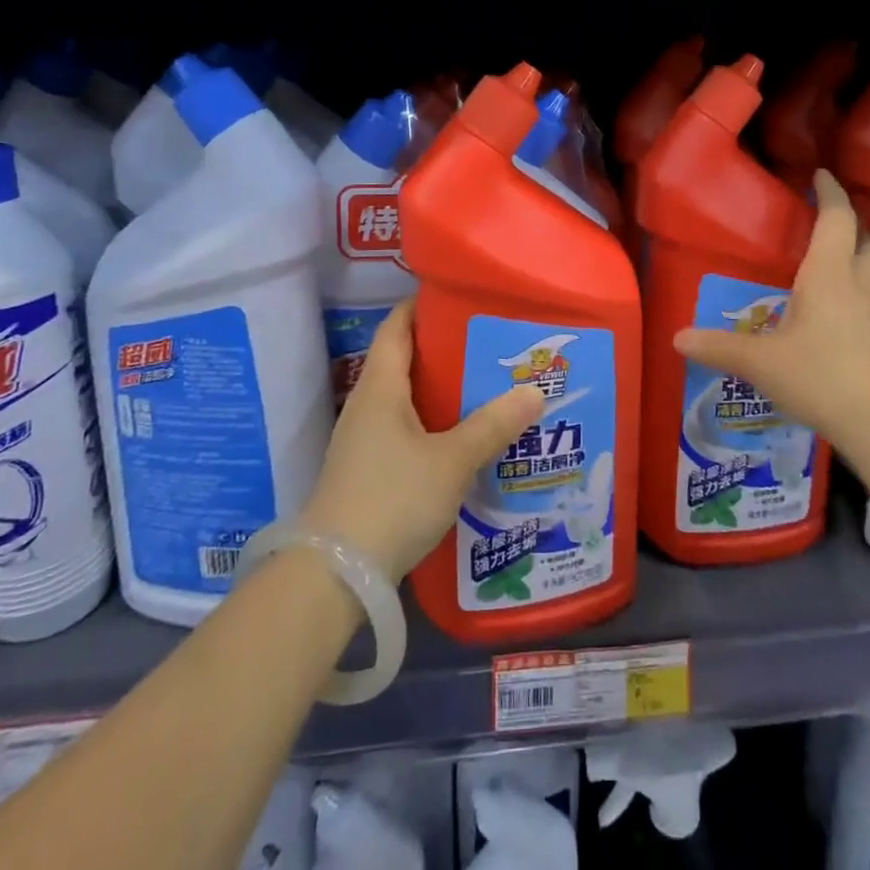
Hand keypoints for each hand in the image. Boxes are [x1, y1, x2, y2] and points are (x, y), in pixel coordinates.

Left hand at [300, 300, 543, 582]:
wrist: (335, 575)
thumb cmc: (392, 499)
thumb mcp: (452, 460)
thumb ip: (493, 425)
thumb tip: (534, 391)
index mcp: (381, 387)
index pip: (396, 326)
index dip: (422, 304)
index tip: (460, 295)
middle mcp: (368, 405)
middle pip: (404, 359)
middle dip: (444, 347)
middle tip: (490, 341)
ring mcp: (364, 440)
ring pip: (406, 397)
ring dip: (441, 389)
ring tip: (486, 384)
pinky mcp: (368, 471)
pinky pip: (405, 428)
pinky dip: (433, 421)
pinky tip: (463, 435)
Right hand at [673, 169, 869, 452]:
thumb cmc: (818, 376)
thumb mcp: (760, 362)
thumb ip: (719, 346)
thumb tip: (677, 338)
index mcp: (827, 275)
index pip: (836, 220)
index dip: (830, 194)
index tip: (821, 175)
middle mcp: (856, 286)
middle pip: (867, 242)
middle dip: (852, 225)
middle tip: (829, 222)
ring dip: (860, 257)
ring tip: (834, 262)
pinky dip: (859, 292)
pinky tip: (839, 311)